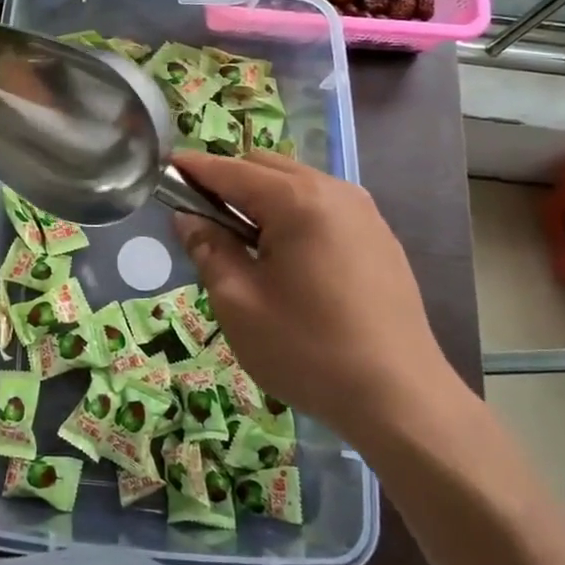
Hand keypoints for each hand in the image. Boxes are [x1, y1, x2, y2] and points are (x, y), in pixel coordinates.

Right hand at [170, 151, 466, 444]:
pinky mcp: (379, 237)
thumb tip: (188, 218)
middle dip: (227, 180)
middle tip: (198, 215)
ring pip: (296, 184)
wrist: (400, 398)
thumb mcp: (239, 302)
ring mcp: (363, 213)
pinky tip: (284, 255)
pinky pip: (322, 206)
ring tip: (239, 239)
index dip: (193, 168)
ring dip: (260, 197)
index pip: (230, 170)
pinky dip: (292, 213)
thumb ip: (209, 249)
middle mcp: (334, 191)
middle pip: (265, 166)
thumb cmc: (308, 349)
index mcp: (297, 201)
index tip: (163, 169)